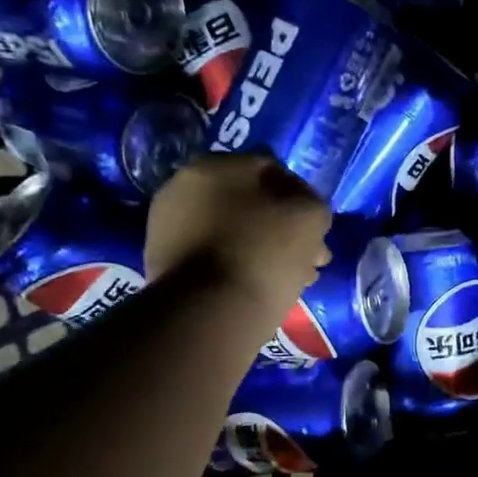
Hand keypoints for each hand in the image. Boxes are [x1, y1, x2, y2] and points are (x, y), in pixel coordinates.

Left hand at [146, 154, 331, 321]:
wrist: (209, 312)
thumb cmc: (265, 253)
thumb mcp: (311, 217)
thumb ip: (312, 203)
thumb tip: (303, 210)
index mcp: (219, 164)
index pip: (273, 173)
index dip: (301, 202)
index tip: (315, 233)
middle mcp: (185, 185)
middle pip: (249, 204)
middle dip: (281, 229)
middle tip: (305, 260)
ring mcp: (168, 224)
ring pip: (231, 231)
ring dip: (261, 249)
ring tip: (287, 280)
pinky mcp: (161, 260)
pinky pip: (212, 255)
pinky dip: (236, 266)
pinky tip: (258, 288)